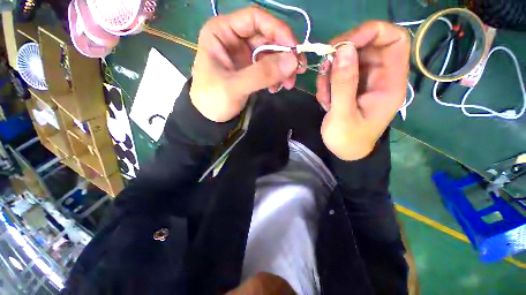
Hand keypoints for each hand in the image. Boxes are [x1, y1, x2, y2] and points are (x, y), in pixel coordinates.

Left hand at [190, 7, 304, 122]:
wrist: (210, 117)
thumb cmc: (214, 99)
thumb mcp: (235, 86)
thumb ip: (262, 74)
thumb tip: (293, 60)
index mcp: (222, 32)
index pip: (254, 19)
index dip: (277, 29)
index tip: (294, 48)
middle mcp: (234, 39)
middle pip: (267, 37)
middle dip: (284, 54)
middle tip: (298, 71)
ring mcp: (243, 55)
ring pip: (271, 53)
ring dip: (283, 68)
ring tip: (288, 85)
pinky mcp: (249, 69)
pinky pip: (268, 68)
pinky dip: (276, 77)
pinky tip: (276, 88)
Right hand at [316, 21, 409, 160]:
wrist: (344, 151)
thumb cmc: (347, 139)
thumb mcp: (343, 115)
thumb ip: (344, 84)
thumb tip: (342, 49)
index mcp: (390, 84)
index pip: (394, 40)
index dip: (372, 32)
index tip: (343, 43)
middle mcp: (380, 77)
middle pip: (366, 46)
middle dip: (342, 54)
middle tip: (324, 69)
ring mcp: (364, 81)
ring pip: (348, 59)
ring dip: (330, 73)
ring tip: (324, 96)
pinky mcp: (352, 86)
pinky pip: (338, 72)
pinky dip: (327, 82)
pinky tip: (325, 100)